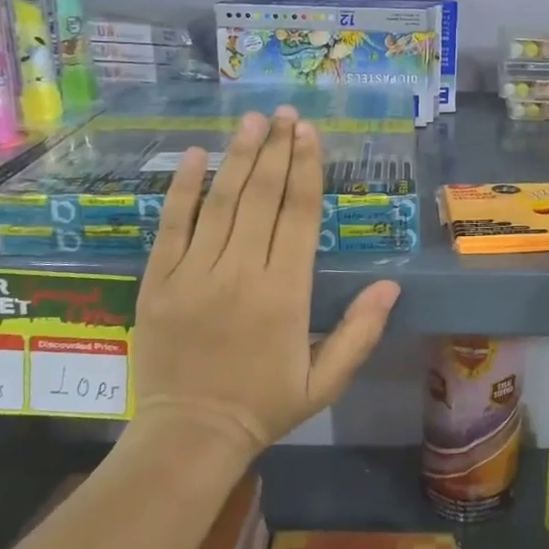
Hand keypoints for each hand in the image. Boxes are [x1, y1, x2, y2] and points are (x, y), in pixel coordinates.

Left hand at [129, 107, 399, 455]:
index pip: (298, 216)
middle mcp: (240, 273)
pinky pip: (171, 225)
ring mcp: (193, 274)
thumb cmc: (265, 405)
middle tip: (285, 113)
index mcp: (284, 294)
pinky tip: (197, 155)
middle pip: (261, 197)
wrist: (190, 435)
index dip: (306, 170)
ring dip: (239, 156)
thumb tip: (391, 285)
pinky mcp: (158, 281)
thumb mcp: (325, 381)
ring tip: (252, 120)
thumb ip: (360, 332)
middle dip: (275, 150)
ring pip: (220, 202)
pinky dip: (183, 188)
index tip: (309, 134)